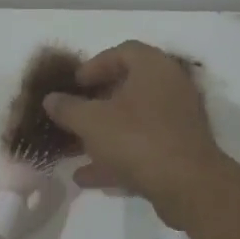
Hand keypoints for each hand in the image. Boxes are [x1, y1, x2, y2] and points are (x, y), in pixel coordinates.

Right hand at [41, 41, 227, 226]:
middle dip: (96, 104)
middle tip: (74, 115)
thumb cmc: (137, 139)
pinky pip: (143, 147)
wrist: (188, 186)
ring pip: (134, 122)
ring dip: (103, 135)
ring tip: (74, 151)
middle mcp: (171, 88)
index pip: (123, 52)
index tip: (75, 84)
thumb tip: (51, 99)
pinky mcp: (181, 151)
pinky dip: (117, 158)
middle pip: (128, 88)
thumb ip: (67, 108)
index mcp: (153, 68)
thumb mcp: (91, 121)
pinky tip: (87, 177)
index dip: (95, 65)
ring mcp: (179, 121)